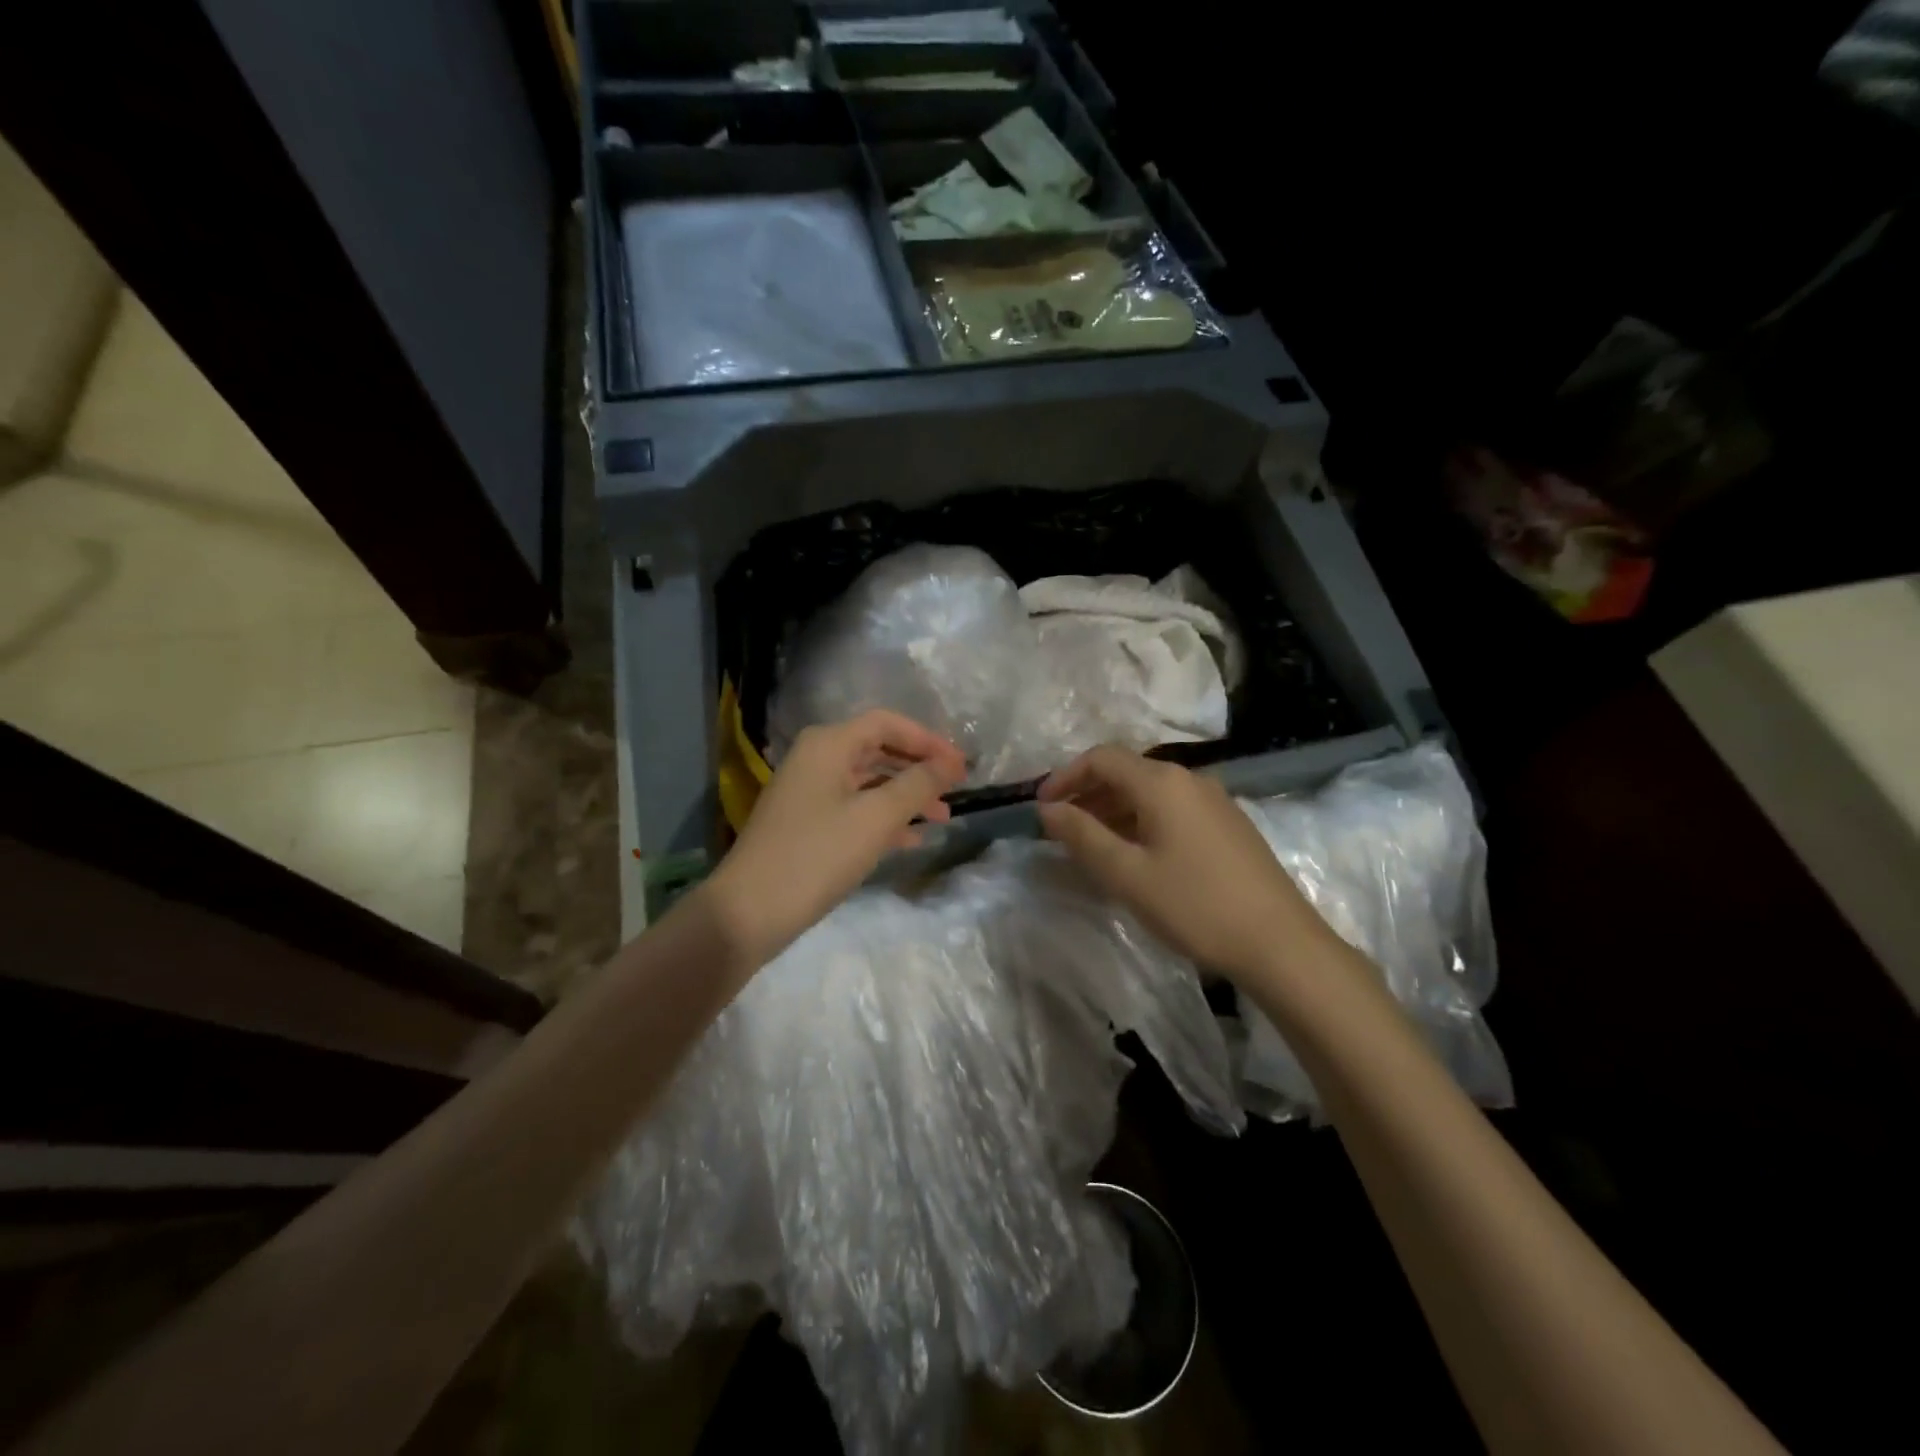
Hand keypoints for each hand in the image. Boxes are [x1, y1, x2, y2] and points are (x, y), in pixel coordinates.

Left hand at [702, 710, 966, 969]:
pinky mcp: (807, 823)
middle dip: (919, 769)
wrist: (749, 912)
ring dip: (906, 796)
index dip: (928, 740)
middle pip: (878, 750)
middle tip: (955, 790)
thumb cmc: (817, 856)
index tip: (961, 766)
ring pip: (869, 782)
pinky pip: (855, 808)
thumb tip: (949, 764)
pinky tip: (912, 839)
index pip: (887, 723)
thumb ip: (917, 785)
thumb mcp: (876, 818)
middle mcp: (816, 759)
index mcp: (828, 744)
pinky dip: (884, 818)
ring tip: (942, 818)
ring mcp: (809, 792)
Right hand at [1037, 746, 1326, 983]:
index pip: (1101, 758)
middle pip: (1127, 771)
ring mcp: (1214, 800)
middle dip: (1087, 794)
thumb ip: (1082, 835)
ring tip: (1092, 844)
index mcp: (1162, 782)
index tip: (1041, 808)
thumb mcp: (1127, 873)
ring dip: (1114, 809)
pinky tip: (1136, 854)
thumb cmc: (1195, 906)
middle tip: (1061, 829)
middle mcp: (1189, 779)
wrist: (1281, 944)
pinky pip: (1172, 808)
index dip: (1065, 777)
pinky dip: (1142, 820)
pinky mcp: (1229, 824)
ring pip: (1150, 791)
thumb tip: (1048, 809)